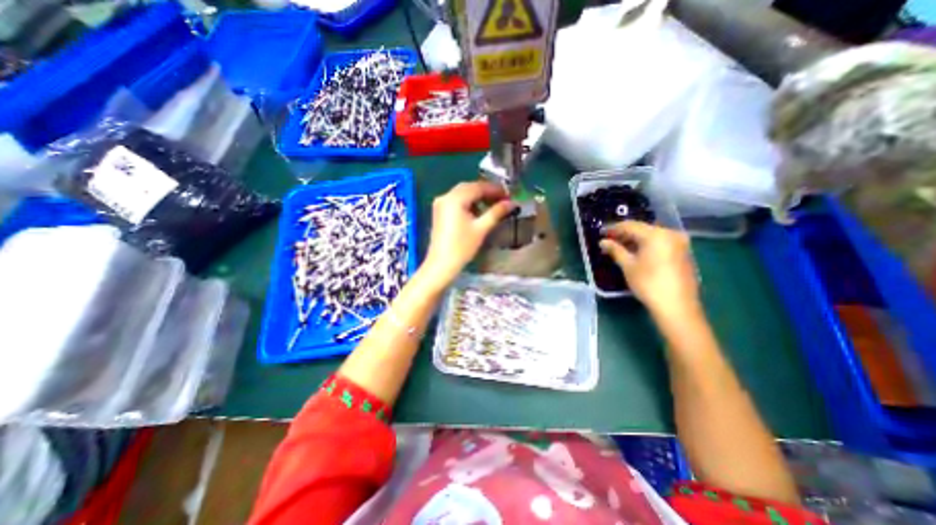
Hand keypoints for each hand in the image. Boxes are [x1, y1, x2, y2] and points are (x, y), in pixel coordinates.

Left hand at [424, 180, 514, 287]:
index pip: (478, 187)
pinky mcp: (440, 212)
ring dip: (478, 197)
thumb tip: (512, 203)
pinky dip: (469, 203)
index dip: (495, 190)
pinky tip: (478, 211)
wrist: (442, 264)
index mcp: (455, 198)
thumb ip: (496, 212)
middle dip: (486, 192)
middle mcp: (445, 196)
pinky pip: (456, 201)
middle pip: (470, 187)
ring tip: (493, 205)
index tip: (509, 195)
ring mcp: (440, 204)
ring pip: (463, 193)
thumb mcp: (481, 228)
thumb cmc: (462, 247)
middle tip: (502, 199)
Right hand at [600, 221, 701, 320]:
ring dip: (635, 240)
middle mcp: (670, 234)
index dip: (614, 228)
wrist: (677, 306)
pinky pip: (660, 243)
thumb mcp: (628, 266)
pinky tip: (636, 253)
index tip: (601, 233)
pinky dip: (646, 245)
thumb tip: (603, 242)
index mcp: (656, 234)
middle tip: (609, 240)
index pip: (630, 225)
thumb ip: (615, 250)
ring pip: (652, 236)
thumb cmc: (648, 283)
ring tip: (620, 247)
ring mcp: (679, 243)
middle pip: (642, 229)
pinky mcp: (683, 253)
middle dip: (624, 234)